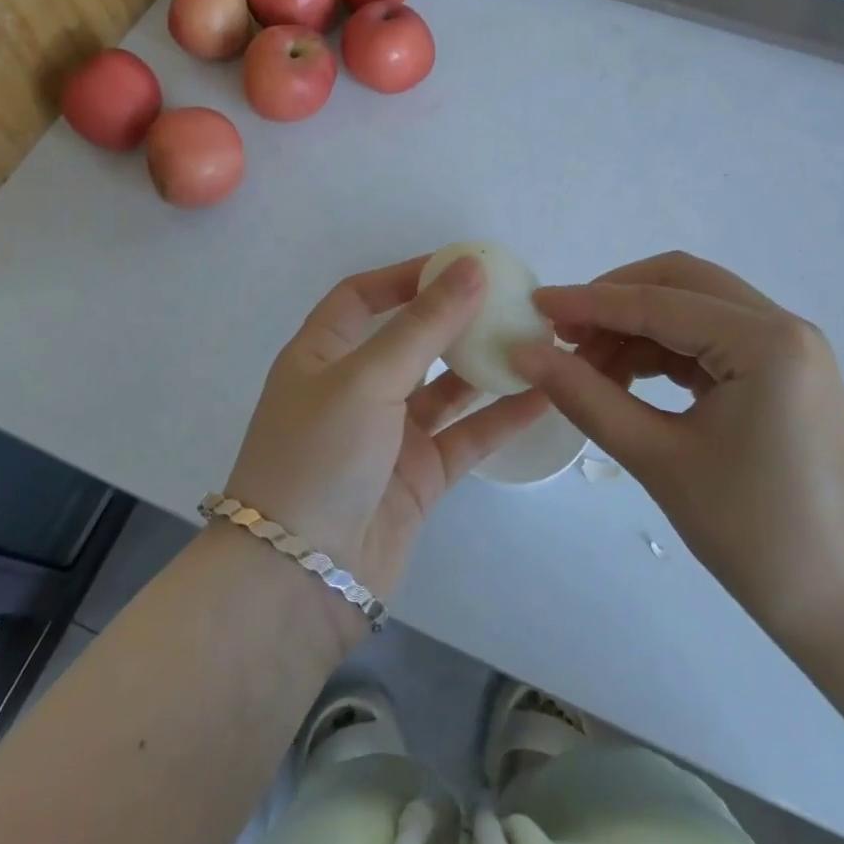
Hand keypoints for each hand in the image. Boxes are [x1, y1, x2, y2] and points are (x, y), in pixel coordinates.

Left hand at [226, 254, 548, 622]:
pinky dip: (500, 416)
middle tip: (508, 299)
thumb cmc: (319, 456)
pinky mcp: (419, 476)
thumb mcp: (367, 378)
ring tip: (535, 339)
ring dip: (485, 366)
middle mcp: (354, 389)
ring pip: (445, 388)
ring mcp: (389, 434)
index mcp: (321, 355)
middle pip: (410, 339)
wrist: (300, 579)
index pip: (361, 297)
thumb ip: (424, 325)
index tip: (458, 264)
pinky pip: (466, 435)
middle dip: (454, 319)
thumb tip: (470, 268)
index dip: (405, 276)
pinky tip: (543, 394)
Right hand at [510, 252, 843, 644]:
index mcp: (765, 341)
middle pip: (680, 282)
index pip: (658, 302)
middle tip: (563, 335)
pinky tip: (626, 377)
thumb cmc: (757, 537)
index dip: (589, 302)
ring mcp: (790, 348)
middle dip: (615, 301)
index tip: (534, 307)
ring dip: (637, 326)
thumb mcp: (660, 460)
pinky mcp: (785, 373)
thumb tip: (524, 355)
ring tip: (587, 367)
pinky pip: (711, 338)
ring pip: (694, 307)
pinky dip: (664, 349)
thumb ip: (586, 397)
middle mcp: (783, 326)